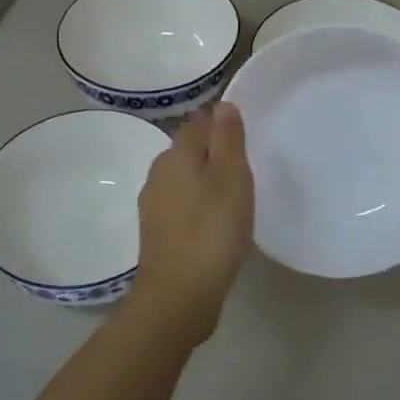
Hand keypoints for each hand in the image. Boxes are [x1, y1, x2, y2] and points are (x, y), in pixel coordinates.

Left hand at [125, 102, 253, 341]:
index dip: (220, 122)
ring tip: (234, 193)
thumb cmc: (211, 231)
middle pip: (188, 150)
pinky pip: (181, 205)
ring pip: (183, 179)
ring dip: (205, 179)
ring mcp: (154, 205)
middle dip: (212, 151)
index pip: (198, 123)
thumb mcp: (230, 178)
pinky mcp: (157, 233)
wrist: (179, 295)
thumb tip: (221, 105)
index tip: (244, 133)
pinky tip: (214, 220)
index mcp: (176, 155)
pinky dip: (198, 205)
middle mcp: (158, 174)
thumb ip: (227, 139)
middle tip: (245, 164)